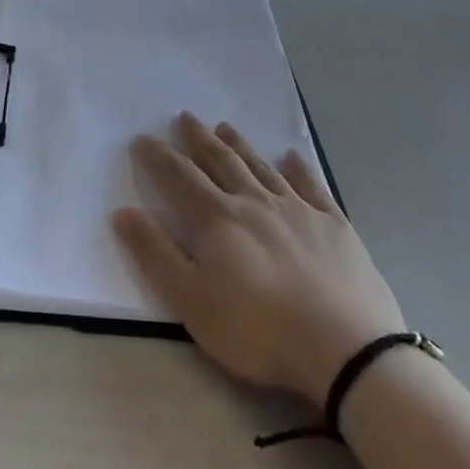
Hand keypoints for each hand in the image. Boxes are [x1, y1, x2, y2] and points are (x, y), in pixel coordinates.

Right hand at [114, 112, 407, 405]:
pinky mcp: (333, 225)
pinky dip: (299, 168)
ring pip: (260, 167)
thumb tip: (123, 211)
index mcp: (217, 219)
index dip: (158, 157)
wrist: (346, 351)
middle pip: (221, 162)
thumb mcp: (193, 301)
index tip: (142, 139)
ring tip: (225, 126)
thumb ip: (156, 254)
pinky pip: (311, 186)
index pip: (180, 177)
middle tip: (186, 117)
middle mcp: (254, 202)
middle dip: (199, 139)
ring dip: (240, 145)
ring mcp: (297, 209)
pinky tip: (292, 156)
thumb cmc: (259, 331)